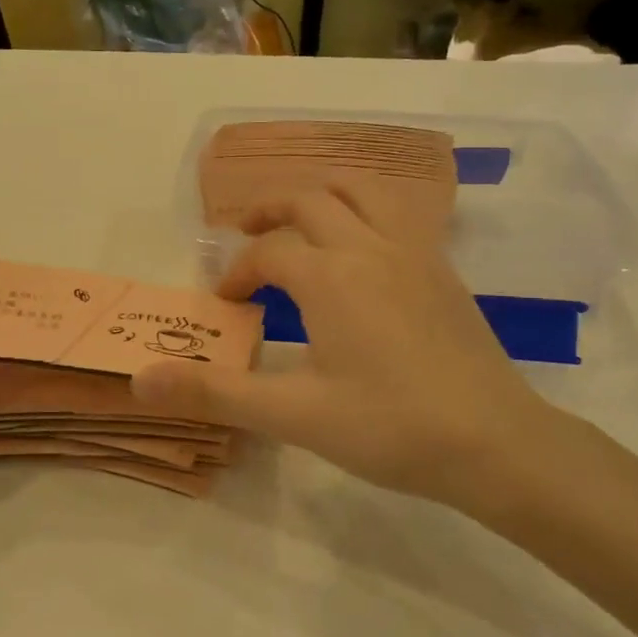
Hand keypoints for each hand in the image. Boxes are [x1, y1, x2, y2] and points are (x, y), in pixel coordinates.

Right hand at [132, 184, 568, 512]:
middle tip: (245, 235)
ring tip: (301, 222)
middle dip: (269, 213)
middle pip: (309, 201)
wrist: (496, 443)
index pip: (267, 253)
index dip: (237, 274)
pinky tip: (362, 255)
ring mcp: (414, 253)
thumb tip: (141, 378)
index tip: (226, 306)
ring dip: (321, 198)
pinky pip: (396, 216)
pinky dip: (364, 214)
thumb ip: (215, 392)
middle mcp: (369, 247)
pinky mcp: (443, 271)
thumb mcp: (293, 414)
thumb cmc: (390, 427)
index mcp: (329, 275)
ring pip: (361, 194)